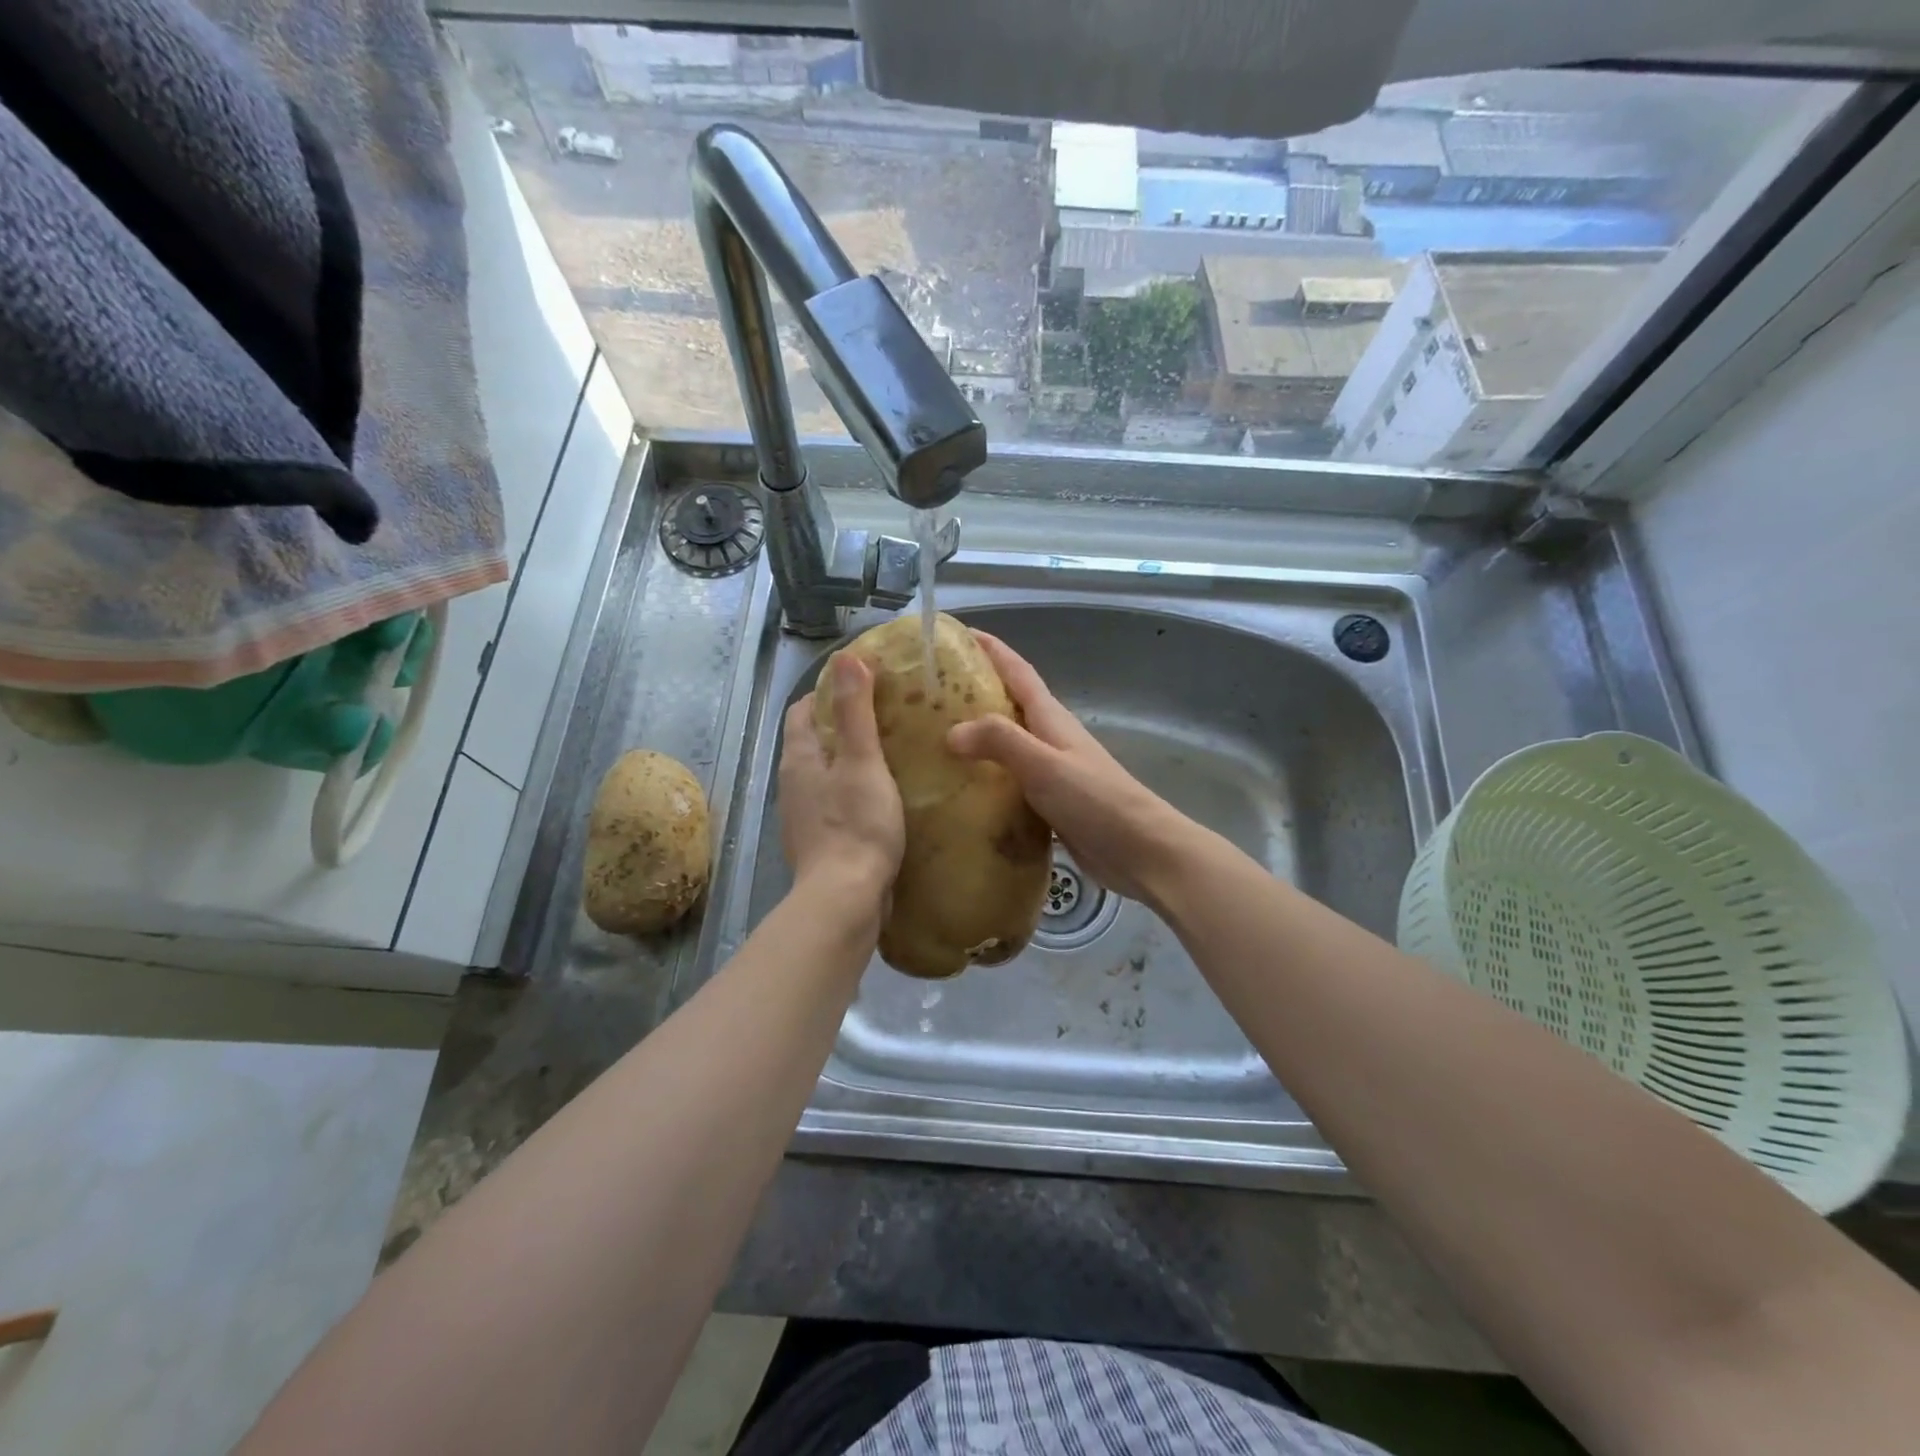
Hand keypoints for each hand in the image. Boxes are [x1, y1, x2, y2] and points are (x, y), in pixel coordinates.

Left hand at [780, 655, 905, 912]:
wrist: (845, 900)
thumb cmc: (856, 824)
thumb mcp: (862, 761)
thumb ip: (856, 711)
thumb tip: (847, 657)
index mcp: (799, 758)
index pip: (804, 710)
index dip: (829, 692)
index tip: (865, 684)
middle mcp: (793, 783)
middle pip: (813, 741)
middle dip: (842, 724)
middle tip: (886, 715)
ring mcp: (804, 815)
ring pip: (825, 773)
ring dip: (849, 759)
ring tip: (890, 752)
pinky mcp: (820, 841)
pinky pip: (835, 802)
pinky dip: (854, 790)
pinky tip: (883, 796)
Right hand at [947, 632, 1195, 908]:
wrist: (1140, 850)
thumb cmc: (1094, 799)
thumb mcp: (1044, 764)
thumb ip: (1000, 742)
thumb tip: (951, 732)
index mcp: (1051, 718)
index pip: (1017, 671)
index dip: (991, 649)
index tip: (958, 634)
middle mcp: (1050, 737)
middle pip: (1008, 704)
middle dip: (974, 692)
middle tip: (929, 694)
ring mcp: (1051, 771)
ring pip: (1007, 744)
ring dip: (977, 737)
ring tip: (935, 741)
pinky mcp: (1050, 802)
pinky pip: (1010, 781)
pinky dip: (986, 778)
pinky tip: (961, 791)